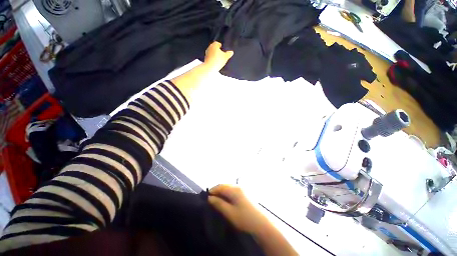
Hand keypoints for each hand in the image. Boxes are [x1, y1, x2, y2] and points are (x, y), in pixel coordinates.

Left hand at [203, 42, 233, 71]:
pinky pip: (210, 57)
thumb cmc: (218, 60)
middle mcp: (209, 47)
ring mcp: (207, 53)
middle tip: (221, 54)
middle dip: (217, 50)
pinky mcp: (205, 58)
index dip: (220, 46)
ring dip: (214, 54)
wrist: (210, 67)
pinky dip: (212, 58)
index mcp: (214, 45)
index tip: (223, 49)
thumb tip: (231, 52)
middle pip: (214, 47)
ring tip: (218, 58)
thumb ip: (228, 54)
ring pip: (212, 52)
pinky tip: (215, 62)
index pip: (217, 43)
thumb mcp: (225, 57)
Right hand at [208, 184, 269, 233]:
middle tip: (211, 198)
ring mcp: (243, 189)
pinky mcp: (246, 193)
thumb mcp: (229, 213)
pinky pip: (234, 190)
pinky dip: (228, 193)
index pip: (220, 186)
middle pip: (225, 185)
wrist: (262, 224)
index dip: (212, 190)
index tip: (206, 197)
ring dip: (222, 191)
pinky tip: (227, 199)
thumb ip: (219, 204)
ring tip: (217, 199)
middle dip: (217, 190)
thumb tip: (210, 198)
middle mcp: (239, 186)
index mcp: (234, 189)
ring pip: (229, 187)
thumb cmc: (245, 218)